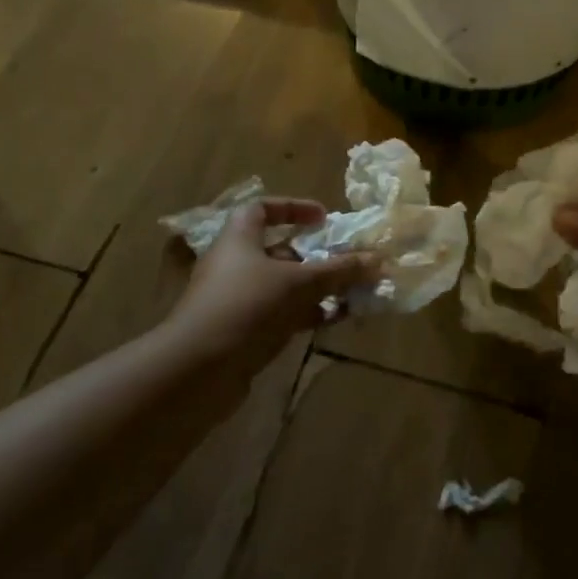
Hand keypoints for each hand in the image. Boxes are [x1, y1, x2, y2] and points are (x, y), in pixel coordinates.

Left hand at [169, 199, 376, 359]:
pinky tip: (335, 319)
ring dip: (317, 287)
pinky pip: (281, 314)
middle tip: (349, 260)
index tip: (324, 218)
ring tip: (353, 292)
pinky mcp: (243, 331)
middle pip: (280, 250)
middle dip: (317, 255)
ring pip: (284, 286)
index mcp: (239, 238)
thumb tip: (379, 260)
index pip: (263, 209)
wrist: (198, 370)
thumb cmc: (247, 306)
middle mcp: (236, 264)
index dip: (294, 208)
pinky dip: (307, 313)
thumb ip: (339, 270)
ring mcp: (238, 299)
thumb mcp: (299, 282)